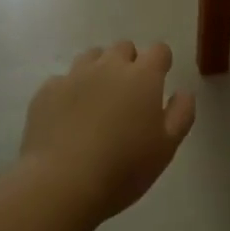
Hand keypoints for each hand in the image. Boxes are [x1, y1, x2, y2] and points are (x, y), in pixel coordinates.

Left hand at [19, 42, 196, 226]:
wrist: (62, 182)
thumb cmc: (124, 167)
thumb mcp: (166, 147)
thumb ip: (181, 114)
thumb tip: (183, 92)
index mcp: (142, 77)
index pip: (159, 51)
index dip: (161, 63)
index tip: (160, 80)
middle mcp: (108, 67)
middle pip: (123, 48)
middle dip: (129, 63)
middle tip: (129, 94)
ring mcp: (73, 76)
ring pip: (91, 58)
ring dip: (99, 71)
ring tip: (98, 101)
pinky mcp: (46, 91)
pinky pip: (63, 80)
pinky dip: (70, 91)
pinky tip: (68, 116)